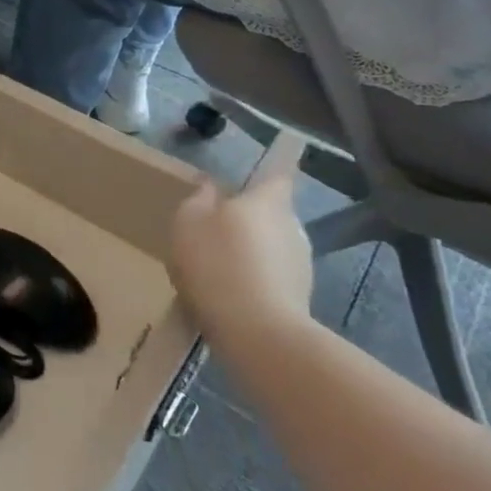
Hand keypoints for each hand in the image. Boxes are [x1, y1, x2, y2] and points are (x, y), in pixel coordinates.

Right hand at [165, 173, 313, 343]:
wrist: (257, 332)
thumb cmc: (217, 263)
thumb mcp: (189, 221)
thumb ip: (200, 198)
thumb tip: (211, 185)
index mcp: (268, 201)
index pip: (279, 173)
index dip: (276, 165)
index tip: (277, 157)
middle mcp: (292, 225)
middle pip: (271, 211)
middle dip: (249, 215)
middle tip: (215, 225)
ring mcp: (300, 263)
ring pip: (271, 244)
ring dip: (250, 249)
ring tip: (216, 265)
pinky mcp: (299, 296)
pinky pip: (271, 275)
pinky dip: (253, 277)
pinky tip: (228, 292)